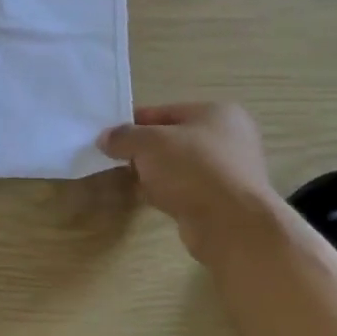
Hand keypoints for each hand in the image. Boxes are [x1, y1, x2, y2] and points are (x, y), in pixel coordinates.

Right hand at [99, 103, 280, 263]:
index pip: (163, 111)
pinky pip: (185, 189)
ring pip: (177, 166)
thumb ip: (123, 137)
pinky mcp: (222, 200)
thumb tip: (105, 138)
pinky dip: (167, 192)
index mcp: (217, 113)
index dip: (132, 123)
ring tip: (132, 182)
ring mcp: (228, 171)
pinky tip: (152, 200)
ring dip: (154, 173)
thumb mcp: (148, 143)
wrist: (231, 224)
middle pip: (170, 139)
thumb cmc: (193, 170)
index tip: (108, 138)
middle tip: (117, 161)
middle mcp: (228, 138)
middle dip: (142, 150)